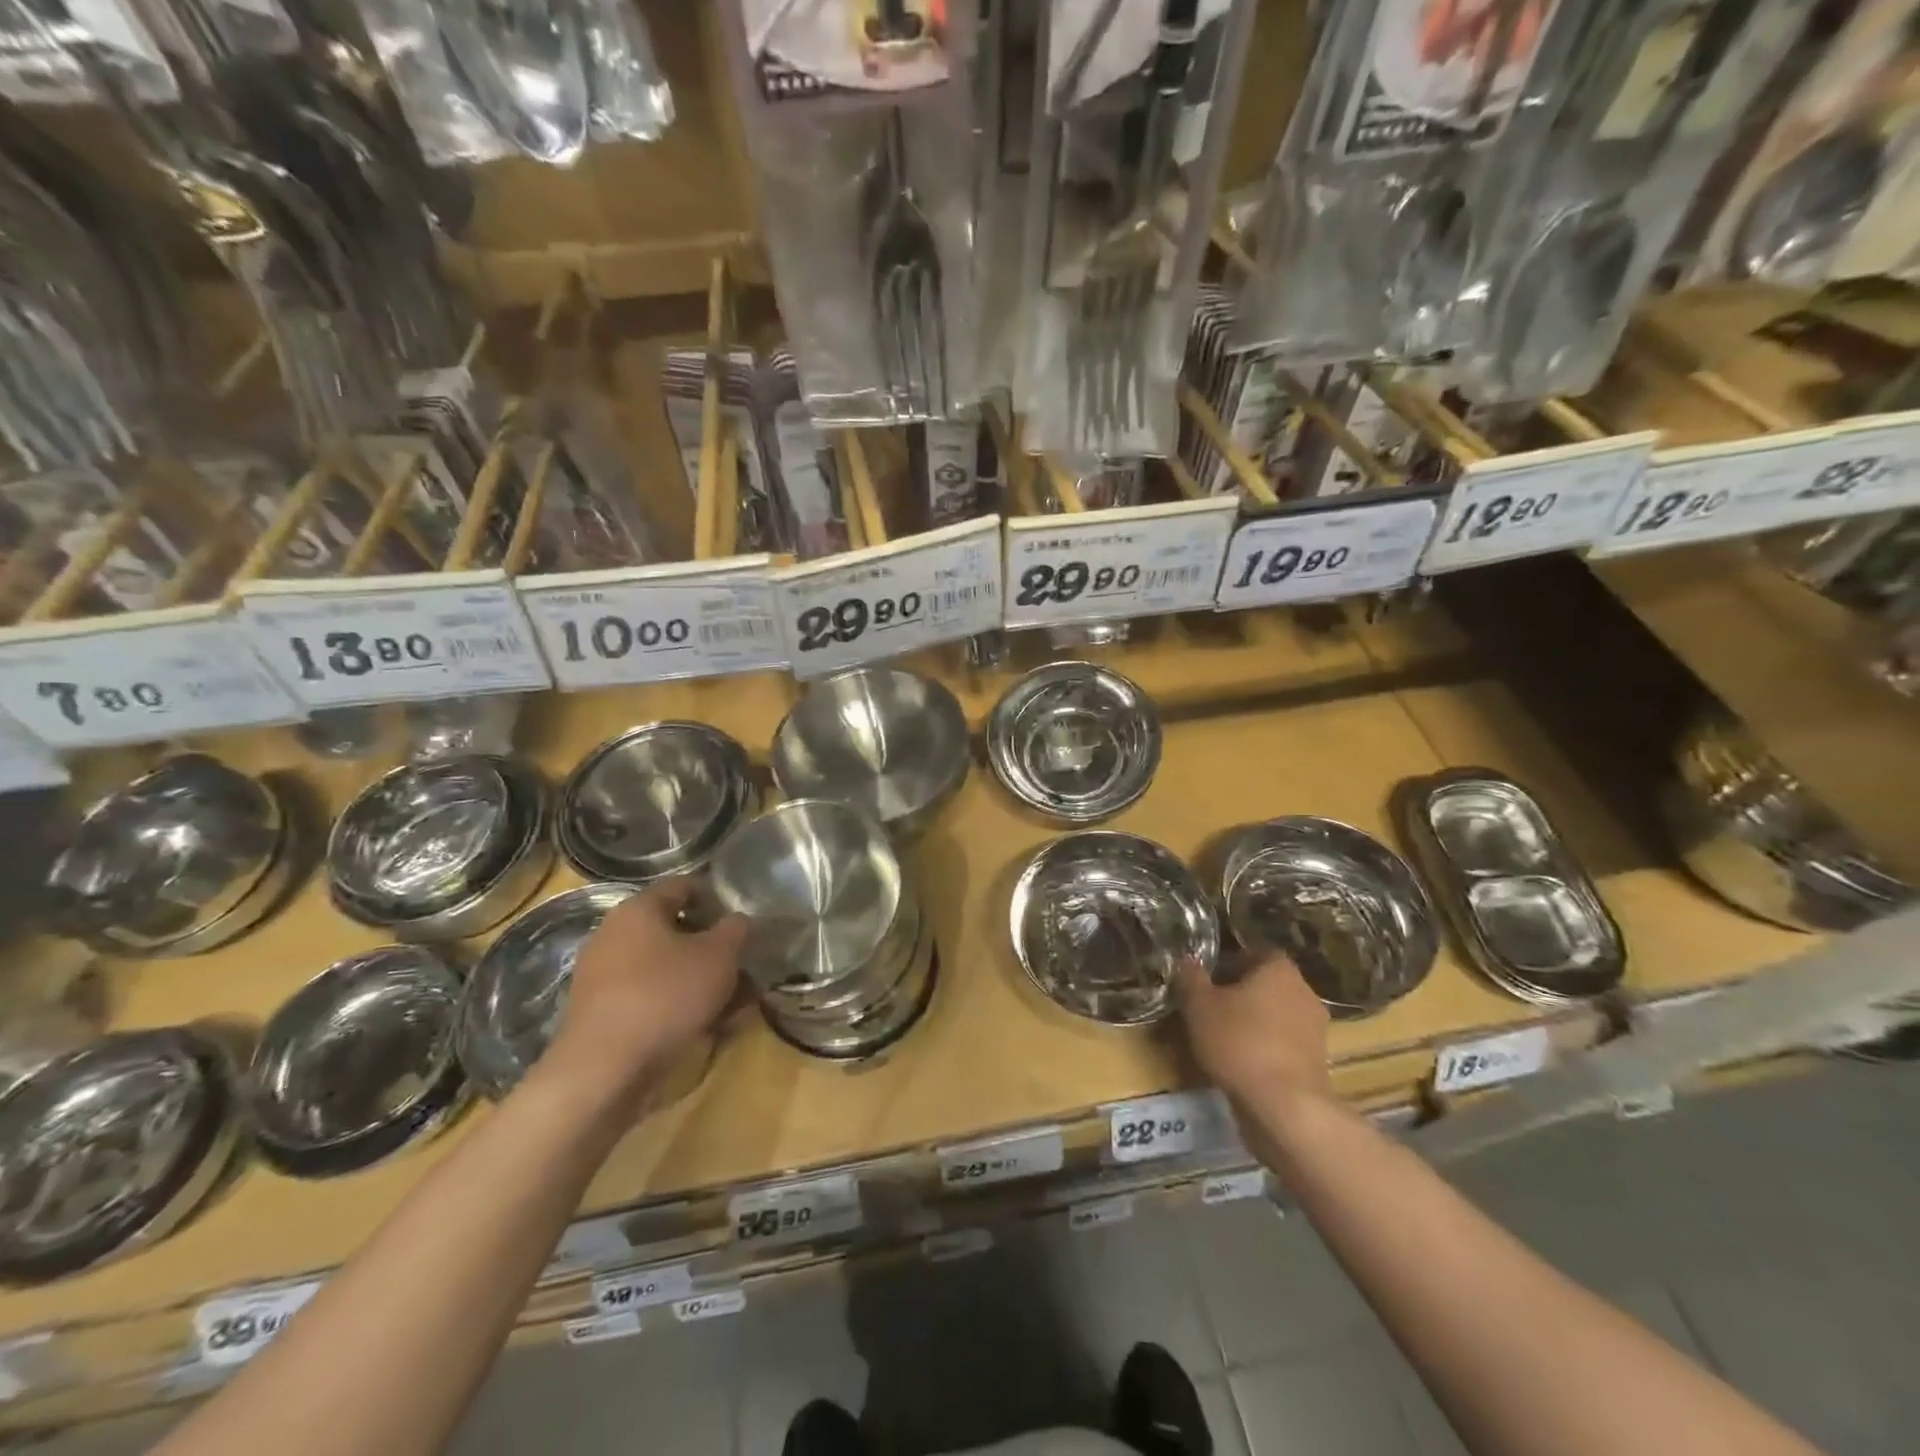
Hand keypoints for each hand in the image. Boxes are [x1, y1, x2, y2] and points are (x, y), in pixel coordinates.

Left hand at [546, 880, 745, 1104]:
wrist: (604, 1070)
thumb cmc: (666, 995)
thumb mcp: (719, 956)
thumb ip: (735, 930)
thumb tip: (737, 920)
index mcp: (638, 908)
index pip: (683, 886)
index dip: (716, 899)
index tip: (740, 924)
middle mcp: (613, 933)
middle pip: (671, 928)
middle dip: (708, 945)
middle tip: (738, 964)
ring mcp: (601, 975)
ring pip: (661, 965)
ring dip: (695, 977)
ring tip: (729, 1000)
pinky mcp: (599, 1012)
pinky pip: (647, 994)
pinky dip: (674, 1002)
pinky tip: (701, 1024)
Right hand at [1176, 954, 1330, 1117]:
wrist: (1285, 1106)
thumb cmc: (1239, 1042)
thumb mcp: (1199, 1005)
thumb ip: (1191, 978)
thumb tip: (1187, 960)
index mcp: (1279, 969)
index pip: (1254, 953)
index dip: (1229, 963)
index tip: (1207, 979)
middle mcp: (1304, 992)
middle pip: (1266, 984)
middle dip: (1240, 994)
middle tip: (1210, 1008)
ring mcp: (1315, 1029)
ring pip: (1276, 1016)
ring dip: (1254, 1023)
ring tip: (1222, 1039)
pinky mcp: (1317, 1063)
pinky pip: (1284, 1045)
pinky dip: (1265, 1049)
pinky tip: (1242, 1064)